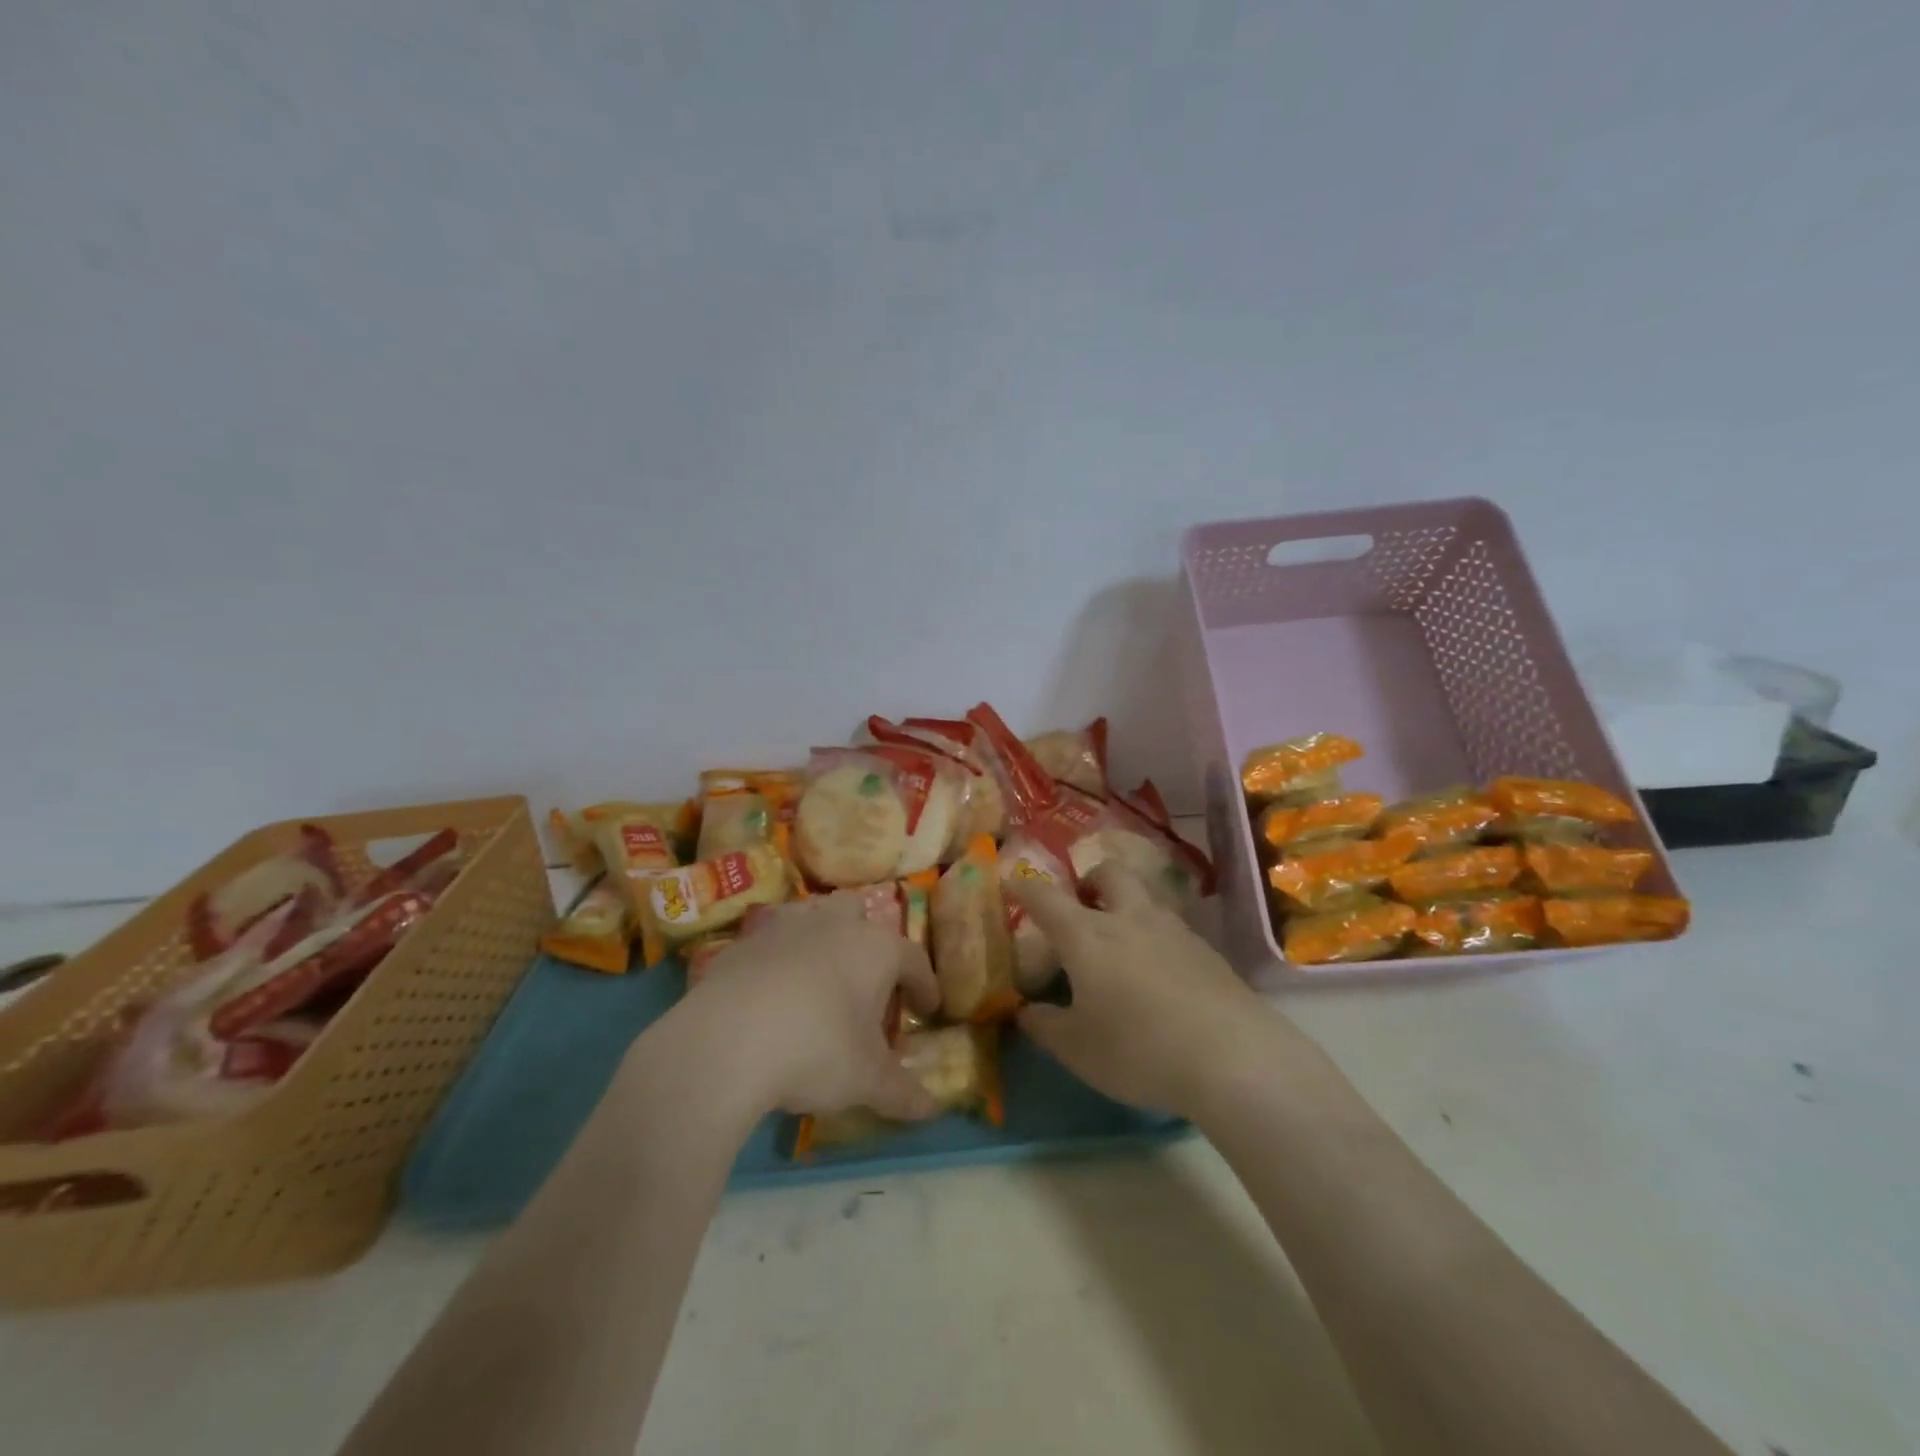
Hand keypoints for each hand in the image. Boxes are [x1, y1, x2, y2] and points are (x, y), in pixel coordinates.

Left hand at [679, 894, 943, 1122]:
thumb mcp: (866, 1080)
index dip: (924, 984)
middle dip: (868, 941)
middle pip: (860, 915)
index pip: (912, 959)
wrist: (725, 1041)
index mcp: (875, 948)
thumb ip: (903, 1093)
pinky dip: (780, 960)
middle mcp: (834, 924)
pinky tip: (772, 993)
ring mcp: (785, 927)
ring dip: (822, 940)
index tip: (927, 1009)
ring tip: (821, 979)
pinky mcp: (744, 942)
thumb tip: (933, 1109)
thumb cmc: (815, 1050)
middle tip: (868, 982)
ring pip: (814, 917)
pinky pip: (772, 941)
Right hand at [1008, 863, 1291, 1117]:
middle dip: (1091, 880)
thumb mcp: (1077, 1049)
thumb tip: (1025, 1011)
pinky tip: (1159, 974)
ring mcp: (1173, 930)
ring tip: (1122, 943)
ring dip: (1127, 905)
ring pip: (1145, 897)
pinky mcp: (1207, 950)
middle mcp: (1129, 919)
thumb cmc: (1138, 1049)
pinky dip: (1156, 936)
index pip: (1046, 898)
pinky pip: (1171, 928)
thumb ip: (1045, 1026)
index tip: (1012, 882)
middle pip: (1109, 873)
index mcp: (1087, 935)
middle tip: (1083, 905)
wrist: (1231, 1057)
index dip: (1025, 887)